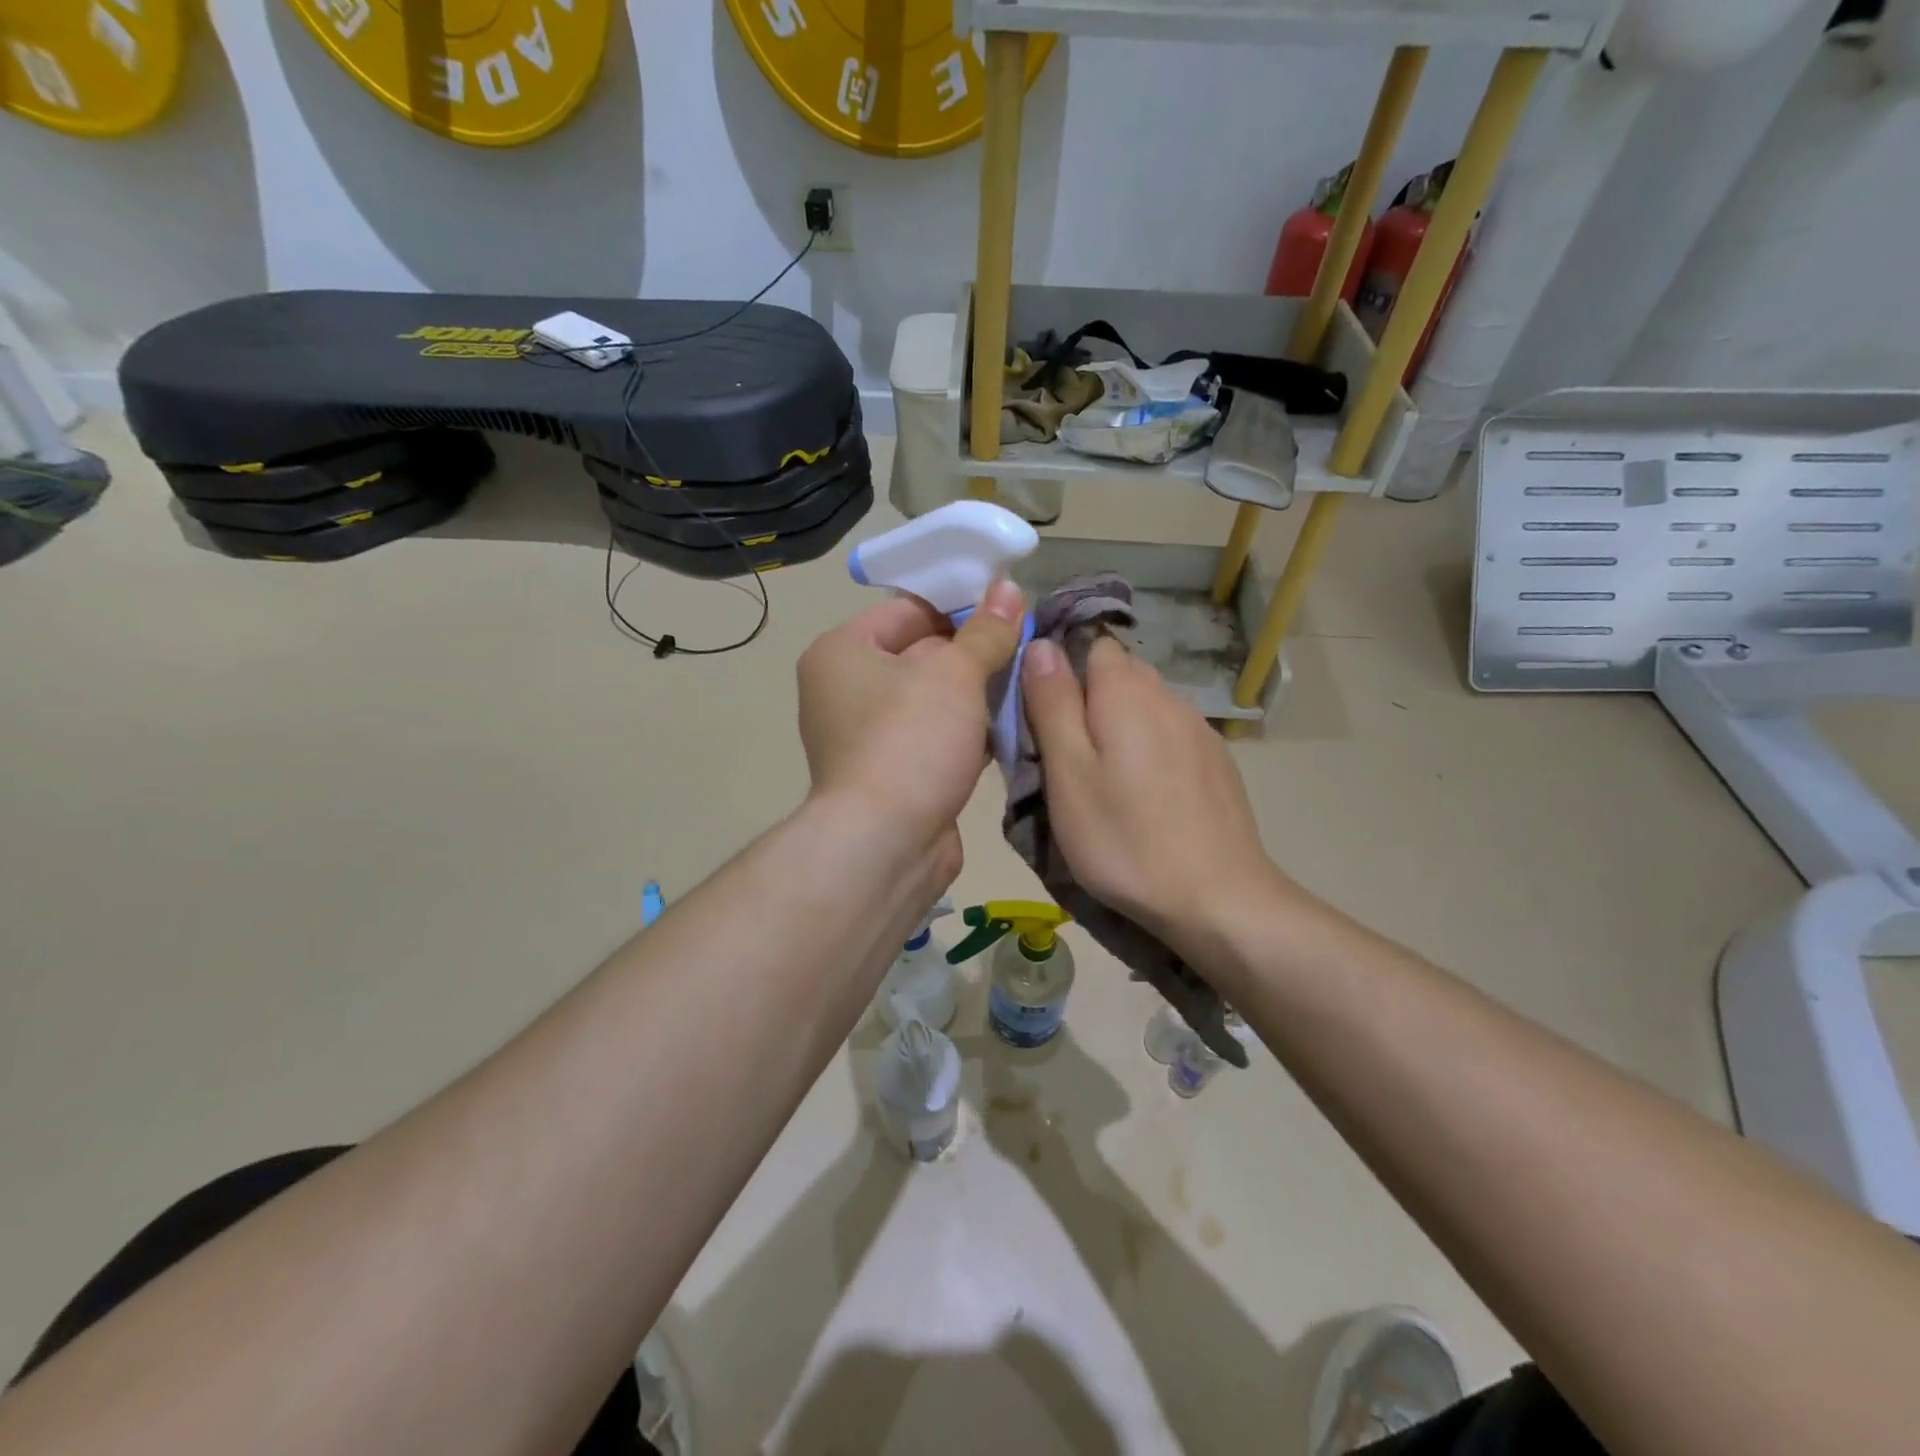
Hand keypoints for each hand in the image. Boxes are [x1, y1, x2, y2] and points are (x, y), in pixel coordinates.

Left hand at [797, 579, 1025, 869]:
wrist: (886, 843)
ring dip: (974, 697)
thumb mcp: (954, 674)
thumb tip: (1008, 589)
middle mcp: (844, 689)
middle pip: (920, 654)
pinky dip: (965, 734)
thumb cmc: (910, 740)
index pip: (907, 609)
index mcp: (842, 651)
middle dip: (972, 655)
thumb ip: (985, 631)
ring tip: (1023, 688)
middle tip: (1025, 651)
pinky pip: (932, 737)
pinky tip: (1006, 731)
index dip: (959, 607)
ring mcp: (864, 736)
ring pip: (930, 700)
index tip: (1009, 614)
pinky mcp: (890, 773)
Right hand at [1020, 635, 1288, 943]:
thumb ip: (1052, 704)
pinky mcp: (1218, 761)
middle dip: (1091, 699)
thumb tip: (1041, 644)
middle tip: (1069, 754)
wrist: (1216, 897)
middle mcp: (1168, 696)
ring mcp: (1199, 729)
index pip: (1091, 645)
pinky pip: (1173, 734)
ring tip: (1107, 778)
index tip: (1044, 715)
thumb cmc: (1124, 838)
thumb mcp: (1068, 774)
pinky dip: (1152, 748)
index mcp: (1125, 693)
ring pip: (1148, 704)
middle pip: (1121, 673)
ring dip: (1123, 724)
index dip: (1063, 671)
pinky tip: (1149, 794)